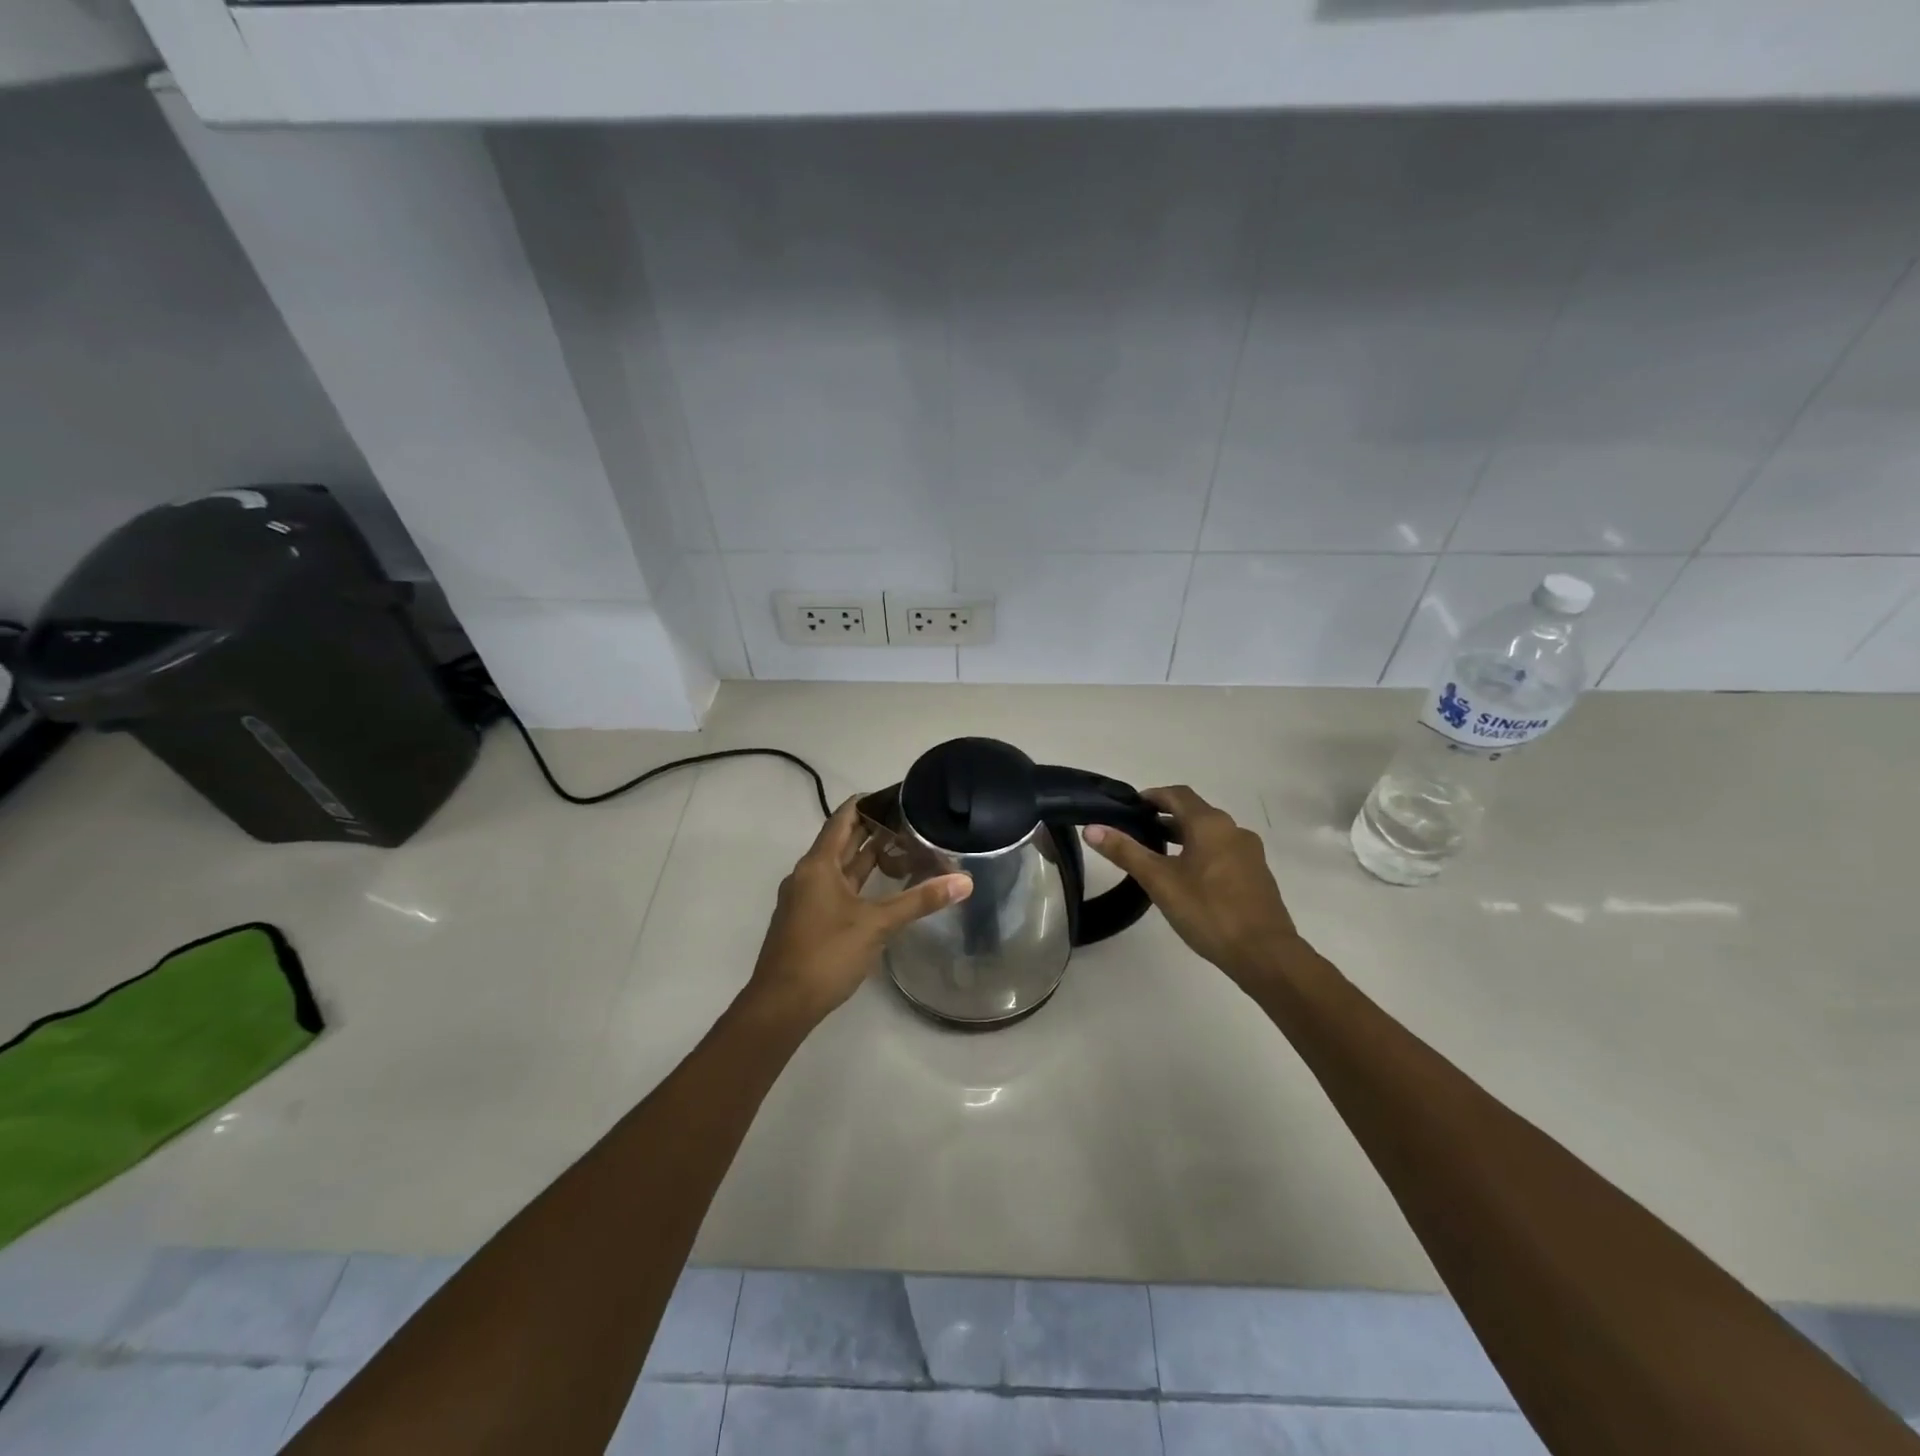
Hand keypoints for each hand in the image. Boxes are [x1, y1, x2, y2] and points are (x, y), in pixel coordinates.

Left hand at [746, 796, 971, 1025]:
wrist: (781, 1004)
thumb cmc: (826, 953)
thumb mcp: (877, 924)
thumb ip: (920, 900)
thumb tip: (964, 881)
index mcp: (818, 864)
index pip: (843, 818)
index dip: (867, 803)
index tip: (897, 794)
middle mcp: (807, 875)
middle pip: (841, 841)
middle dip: (872, 829)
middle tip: (909, 819)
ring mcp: (804, 899)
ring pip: (839, 868)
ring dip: (866, 857)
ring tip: (901, 847)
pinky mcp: (807, 920)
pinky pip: (835, 888)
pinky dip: (858, 881)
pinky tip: (880, 889)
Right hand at [1084, 786, 1300, 984]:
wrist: (1265, 954)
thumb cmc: (1208, 911)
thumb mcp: (1159, 881)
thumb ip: (1126, 852)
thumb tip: (1091, 828)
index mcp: (1210, 824)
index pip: (1177, 795)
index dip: (1152, 796)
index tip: (1130, 807)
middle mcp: (1233, 830)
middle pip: (1195, 812)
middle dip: (1166, 816)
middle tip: (1138, 831)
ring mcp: (1249, 852)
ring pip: (1210, 833)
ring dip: (1184, 836)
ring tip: (1159, 854)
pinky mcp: (1257, 875)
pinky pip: (1224, 851)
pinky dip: (1202, 852)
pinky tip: (1189, 877)